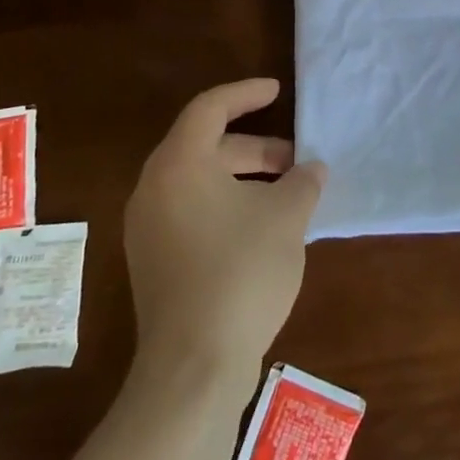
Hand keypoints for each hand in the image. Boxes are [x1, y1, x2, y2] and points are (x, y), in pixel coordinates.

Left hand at [123, 79, 325, 379]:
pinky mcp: (153, 262)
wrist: (193, 367)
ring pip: (200, 182)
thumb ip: (303, 182)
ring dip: (244, 179)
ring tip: (287, 195)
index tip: (277, 91)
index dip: (246, 94)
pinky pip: (192, 212)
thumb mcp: (286, 217)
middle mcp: (154, 189)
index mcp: (179, 164)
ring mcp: (148, 229)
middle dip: (255, 148)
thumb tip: (311, 170)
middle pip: (206, 147)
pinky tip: (262, 228)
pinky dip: (227, 205)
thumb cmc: (240, 272)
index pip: (210, 108)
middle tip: (295, 160)